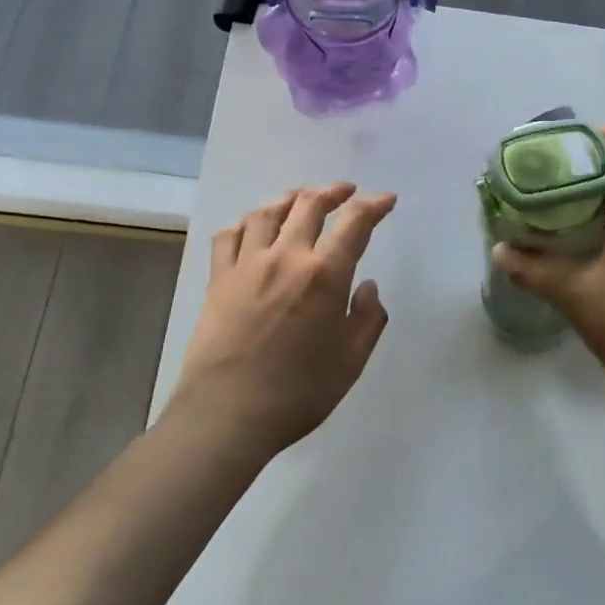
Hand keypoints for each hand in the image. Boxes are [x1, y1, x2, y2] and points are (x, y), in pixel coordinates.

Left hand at [171, 182, 396, 459]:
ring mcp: (247, 264)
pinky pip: (229, 235)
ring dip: (289, 199)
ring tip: (300, 198)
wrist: (226, 414)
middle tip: (345, 191)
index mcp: (325, 274)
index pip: (355, 223)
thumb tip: (367, 286)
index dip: (374, 206)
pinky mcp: (218, 278)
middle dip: (333, 191)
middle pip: (309, 205)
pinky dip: (245, 224)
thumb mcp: (351, 361)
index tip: (386, 199)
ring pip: (267, 212)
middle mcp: (286, 256)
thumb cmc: (298, 392)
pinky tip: (252, 228)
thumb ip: (368, 318)